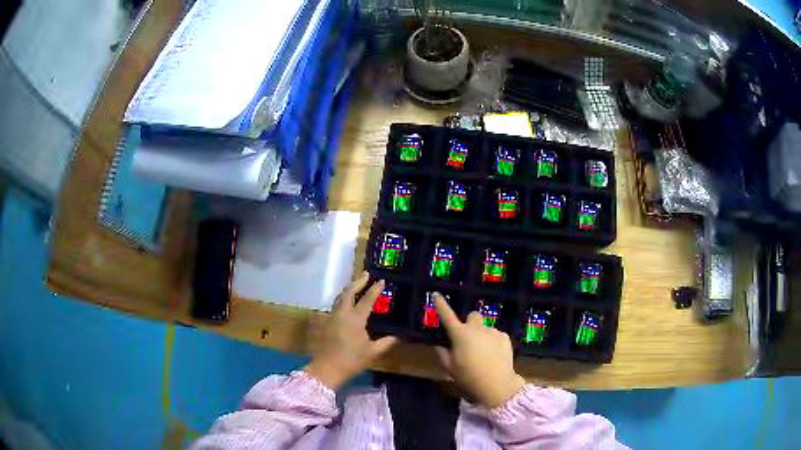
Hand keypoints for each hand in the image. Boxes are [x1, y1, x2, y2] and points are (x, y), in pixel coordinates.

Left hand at [304, 272, 397, 389]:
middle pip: (348, 292)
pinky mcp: (326, 323)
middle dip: (357, 282)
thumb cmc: (351, 360)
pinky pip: (335, 305)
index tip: (381, 281)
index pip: (366, 300)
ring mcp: (332, 317)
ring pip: (339, 297)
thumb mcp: (372, 352)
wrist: (327, 368)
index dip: (374, 290)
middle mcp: (342, 313)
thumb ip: (385, 343)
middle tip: (366, 275)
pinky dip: (342, 299)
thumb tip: (397, 336)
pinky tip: (346, 303)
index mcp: (355, 319)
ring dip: (348, 289)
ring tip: (356, 285)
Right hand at [433, 293, 525, 408]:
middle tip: (469, 338)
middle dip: (470, 323)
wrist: (497, 384)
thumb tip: (440, 345)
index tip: (436, 294)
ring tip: (484, 353)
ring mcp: (493, 331)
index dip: (441, 305)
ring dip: (482, 335)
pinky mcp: (505, 337)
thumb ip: (443, 354)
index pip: (447, 316)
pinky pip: (496, 335)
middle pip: (472, 316)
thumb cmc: (469, 377)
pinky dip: (493, 342)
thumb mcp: (450, 368)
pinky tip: (494, 355)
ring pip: (485, 328)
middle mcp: (476, 328)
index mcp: (460, 335)